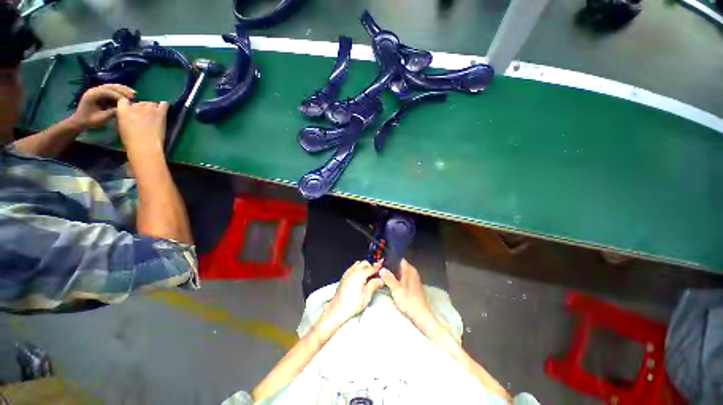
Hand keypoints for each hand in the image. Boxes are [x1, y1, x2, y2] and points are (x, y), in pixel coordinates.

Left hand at [68, 84, 135, 129]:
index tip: (130, 101)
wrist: (80, 121)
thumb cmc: (89, 121)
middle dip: (123, 90)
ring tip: (133, 93)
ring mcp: (96, 91)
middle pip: (110, 86)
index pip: (108, 92)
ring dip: (123, 89)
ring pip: (111, 87)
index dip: (119, 96)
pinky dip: (119, 91)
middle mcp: (94, 90)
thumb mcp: (101, 118)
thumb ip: (112, 112)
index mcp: (92, 95)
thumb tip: (124, 109)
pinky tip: (126, 94)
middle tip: (134, 94)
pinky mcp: (99, 93)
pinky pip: (111, 90)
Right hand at [117, 98, 168, 152]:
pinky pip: (164, 103)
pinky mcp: (160, 113)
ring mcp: (149, 108)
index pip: (124, 99)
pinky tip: (163, 105)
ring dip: (152, 106)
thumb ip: (124, 115)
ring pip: (151, 101)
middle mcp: (136, 106)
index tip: (131, 109)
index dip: (128, 103)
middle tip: (144, 115)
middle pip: (140, 101)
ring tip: (153, 114)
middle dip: (141, 106)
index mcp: (123, 109)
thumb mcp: (121, 125)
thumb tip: (129, 112)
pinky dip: (164, 103)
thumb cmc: (131, 140)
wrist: (145, 146)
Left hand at [325, 261, 384, 325]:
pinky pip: (353, 268)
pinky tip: (360, 278)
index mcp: (359, 275)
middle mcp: (353, 271)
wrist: (337, 309)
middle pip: (365, 263)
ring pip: (358, 264)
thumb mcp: (366, 296)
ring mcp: (348, 273)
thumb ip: (374, 285)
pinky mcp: (344, 276)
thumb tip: (380, 280)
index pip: (372, 267)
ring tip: (368, 276)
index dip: (378, 266)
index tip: (382, 263)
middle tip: (376, 275)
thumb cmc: (350, 305)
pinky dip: (358, 269)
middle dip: (371, 267)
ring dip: (364, 267)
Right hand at [380, 259, 434, 326]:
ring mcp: (414, 279)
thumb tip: (381, 269)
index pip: (399, 259)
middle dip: (391, 267)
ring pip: (402, 272)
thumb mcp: (396, 289)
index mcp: (409, 270)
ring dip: (394, 274)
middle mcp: (413, 272)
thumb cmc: (408, 301)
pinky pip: (404, 278)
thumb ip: (388, 278)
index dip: (390, 259)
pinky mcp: (414, 286)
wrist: (421, 315)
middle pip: (400, 265)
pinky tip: (393, 284)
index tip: (382, 262)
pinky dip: (398, 279)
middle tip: (381, 270)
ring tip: (384, 276)